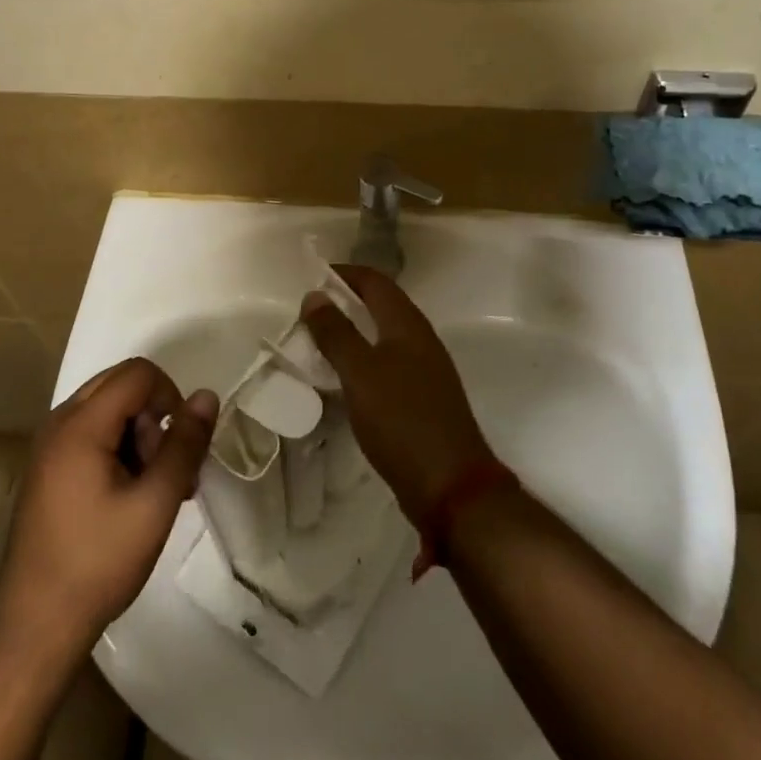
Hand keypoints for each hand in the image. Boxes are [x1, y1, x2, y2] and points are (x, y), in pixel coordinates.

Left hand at [0, 359, 217, 663]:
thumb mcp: (155, 504)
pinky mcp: (48, 469)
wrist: (34, 626)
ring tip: (155, 489)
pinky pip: (92, 433)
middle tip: (167, 467)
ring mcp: (49, 446)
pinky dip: (119, 448)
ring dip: (139, 434)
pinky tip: (132, 495)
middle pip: (121, 385)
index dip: (170, 396)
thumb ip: (185, 445)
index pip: (137, 373)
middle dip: (154, 415)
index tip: (181, 444)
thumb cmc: (98, 563)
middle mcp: (59, 423)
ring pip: (109, 409)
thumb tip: (207, 396)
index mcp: (80, 425)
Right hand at [299, 266, 493, 523]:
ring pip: (384, 336)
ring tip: (319, 341)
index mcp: (408, 325)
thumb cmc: (402, 420)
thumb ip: (336, 333)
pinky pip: (387, 364)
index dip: (344, 273)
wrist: (452, 486)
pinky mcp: (423, 399)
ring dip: (353, 332)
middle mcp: (420, 340)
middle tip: (309, 310)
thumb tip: (314, 295)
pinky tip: (344, 379)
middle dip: (346, 301)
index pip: (375, 281)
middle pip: (382, 305)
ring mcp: (425, 371)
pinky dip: (363, 361)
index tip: (311, 276)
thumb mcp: (360, 373)